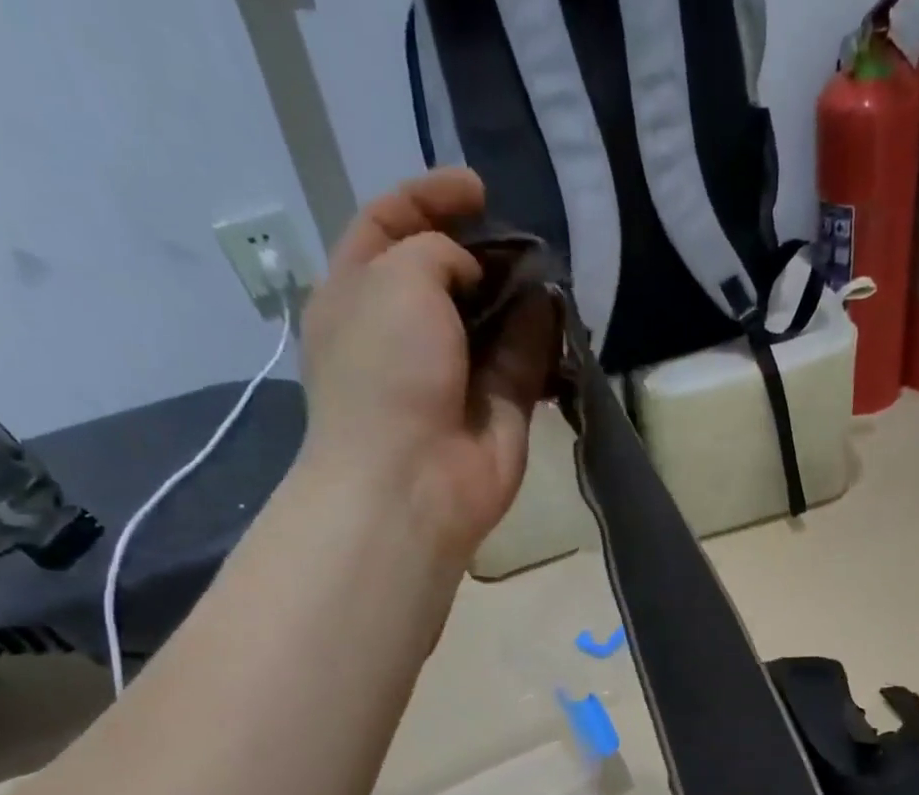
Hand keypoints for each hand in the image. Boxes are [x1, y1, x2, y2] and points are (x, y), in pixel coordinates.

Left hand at [299, 168, 557, 560]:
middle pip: (447, 275)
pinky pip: (524, 363)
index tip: (478, 190)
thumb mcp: (396, 278)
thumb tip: (477, 276)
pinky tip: (560, 316)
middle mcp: (406, 333)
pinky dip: (542, 340)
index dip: (428, 198)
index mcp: (358, 295)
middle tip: (521, 238)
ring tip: (548, 270)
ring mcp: (455, 375)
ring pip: (494, 320)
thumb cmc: (386, 371)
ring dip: (520, 294)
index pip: (388, 226)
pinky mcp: (499, 410)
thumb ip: (438, 252)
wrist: (412, 480)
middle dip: (484, 251)